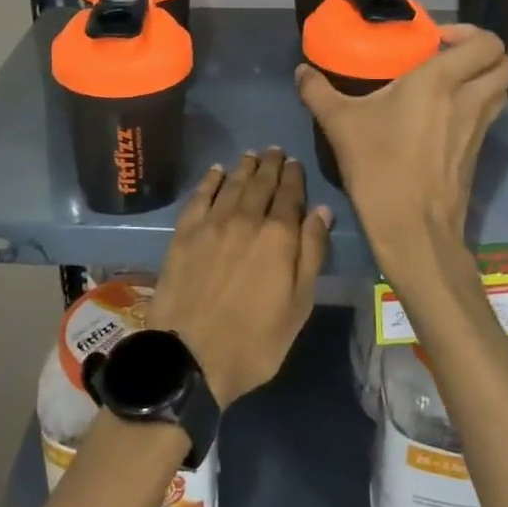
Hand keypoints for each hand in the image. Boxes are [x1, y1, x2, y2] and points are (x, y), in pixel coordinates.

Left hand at [146, 150, 331, 407]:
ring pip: (232, 183)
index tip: (295, 163)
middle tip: (275, 151)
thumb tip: (321, 211)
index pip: (290, 195)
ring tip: (252, 155)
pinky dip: (211, 180)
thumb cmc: (255, 340)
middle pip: (261, 183)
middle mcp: (246, 218)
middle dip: (271, 165)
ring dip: (245, 167)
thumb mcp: (298, 306)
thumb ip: (311, 253)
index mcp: (278, 236)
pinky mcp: (185, 231)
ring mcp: (212, 222)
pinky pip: (201, 195)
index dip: (294, 176)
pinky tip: (216, 171)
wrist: (190, 355)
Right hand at [295, 25, 507, 303]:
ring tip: (449, 83)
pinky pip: (490, 115)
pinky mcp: (479, 153)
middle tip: (449, 57)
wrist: (412, 229)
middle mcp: (469, 98)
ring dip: (484, 79)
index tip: (436, 41)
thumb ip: (317, 91)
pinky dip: (478, 105)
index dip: (470, 33)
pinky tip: (443, 116)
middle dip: (485, 53)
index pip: (486, 43)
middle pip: (506, 63)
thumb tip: (301, 71)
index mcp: (440, 81)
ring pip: (502, 90)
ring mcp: (479, 128)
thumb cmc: (378, 166)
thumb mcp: (339, 124)